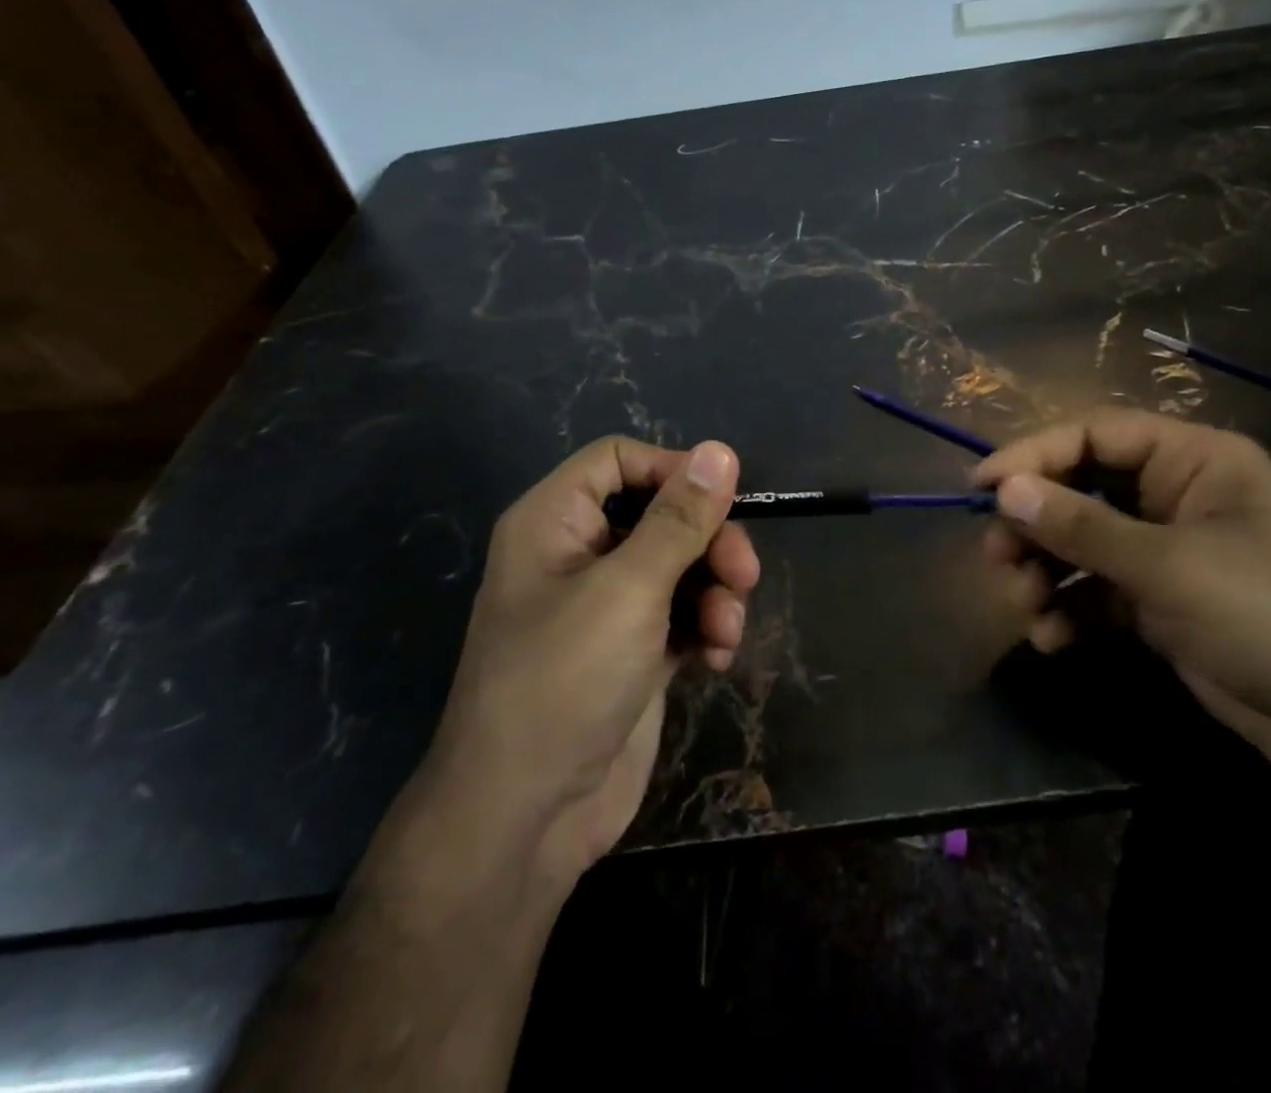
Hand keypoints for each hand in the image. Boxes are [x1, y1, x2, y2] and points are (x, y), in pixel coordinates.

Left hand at [420, 436, 758, 885]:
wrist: (526, 820)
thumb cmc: (564, 682)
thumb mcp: (629, 590)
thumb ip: (679, 519)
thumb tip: (719, 450)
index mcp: (555, 522)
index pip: (618, 461)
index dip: (672, 470)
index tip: (723, 498)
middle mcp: (580, 555)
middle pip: (662, 514)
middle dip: (710, 542)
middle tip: (744, 574)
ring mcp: (608, 606)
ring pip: (682, 565)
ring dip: (716, 591)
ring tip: (726, 631)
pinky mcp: (635, 650)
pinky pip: (684, 613)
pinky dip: (707, 628)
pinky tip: (718, 660)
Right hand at [972, 409, 1270, 804]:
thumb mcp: (1172, 566)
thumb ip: (1083, 527)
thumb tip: (1005, 489)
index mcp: (1192, 460)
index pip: (1094, 436)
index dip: (1033, 455)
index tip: (980, 487)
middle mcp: (1178, 498)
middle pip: (1083, 491)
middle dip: (1035, 525)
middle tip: (997, 560)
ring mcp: (1174, 555)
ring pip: (1086, 546)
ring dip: (1047, 573)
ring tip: (1025, 607)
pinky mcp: (1169, 608)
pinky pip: (1102, 595)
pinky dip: (1072, 611)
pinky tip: (1053, 639)